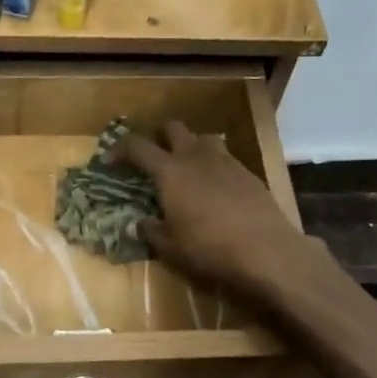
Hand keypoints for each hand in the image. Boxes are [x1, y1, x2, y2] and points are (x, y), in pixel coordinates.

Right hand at [112, 122, 321, 301]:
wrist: (265, 249)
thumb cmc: (208, 247)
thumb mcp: (170, 246)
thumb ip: (150, 231)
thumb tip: (136, 224)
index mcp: (170, 171)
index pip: (138, 147)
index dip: (120, 149)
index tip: (111, 160)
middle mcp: (195, 156)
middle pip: (173, 128)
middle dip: (159, 137)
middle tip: (153, 157)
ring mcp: (225, 160)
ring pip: (202, 138)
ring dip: (190, 146)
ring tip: (186, 168)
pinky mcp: (247, 172)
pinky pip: (224, 157)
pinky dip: (213, 165)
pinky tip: (214, 187)